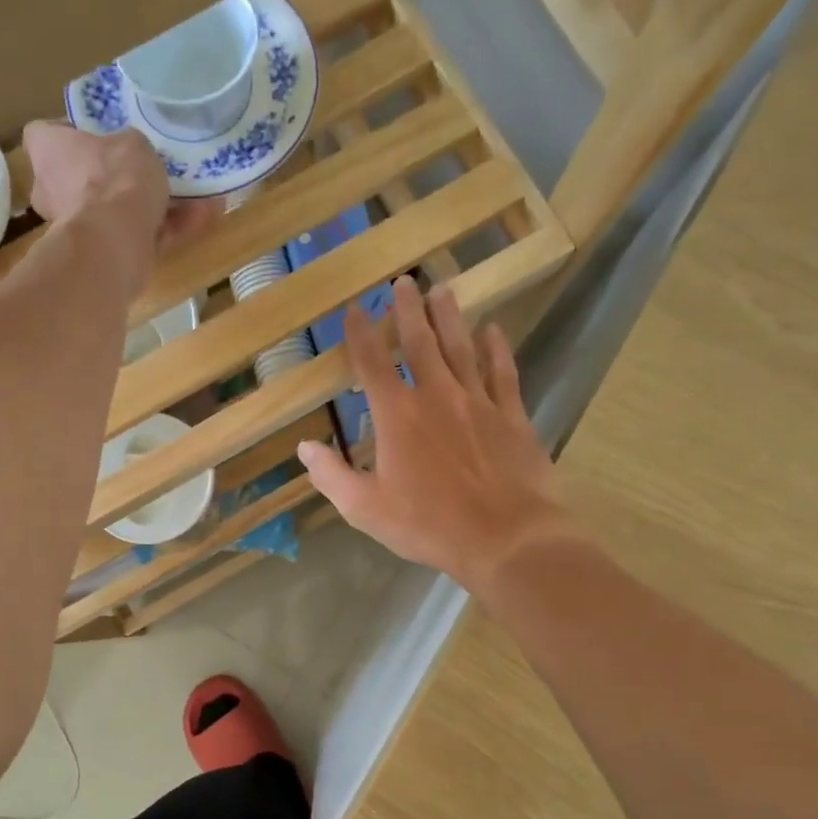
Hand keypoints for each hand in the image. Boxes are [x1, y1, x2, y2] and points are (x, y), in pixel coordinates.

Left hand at [22, 123, 216, 301]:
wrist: (116, 242)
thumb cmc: (113, 178)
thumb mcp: (132, 143)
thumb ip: (129, 147)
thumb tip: (132, 155)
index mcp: (47, 153)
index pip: (45, 134)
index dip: (70, 133)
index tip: (98, 135)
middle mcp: (51, 191)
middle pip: (80, 179)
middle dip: (111, 179)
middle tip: (146, 170)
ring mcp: (75, 229)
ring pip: (114, 213)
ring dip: (150, 207)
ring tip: (194, 197)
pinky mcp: (102, 257)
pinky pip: (135, 237)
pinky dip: (164, 231)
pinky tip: (201, 218)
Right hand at [298, 278, 578, 598]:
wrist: (505, 537)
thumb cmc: (429, 525)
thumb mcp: (365, 509)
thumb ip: (331, 476)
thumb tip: (305, 447)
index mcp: (397, 416)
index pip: (372, 364)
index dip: (360, 334)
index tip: (354, 310)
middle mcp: (436, 396)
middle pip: (419, 342)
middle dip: (408, 310)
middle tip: (404, 281)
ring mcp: (478, 402)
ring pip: (461, 348)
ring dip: (449, 317)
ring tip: (442, 290)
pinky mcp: (512, 416)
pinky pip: (502, 373)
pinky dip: (496, 349)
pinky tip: (493, 330)